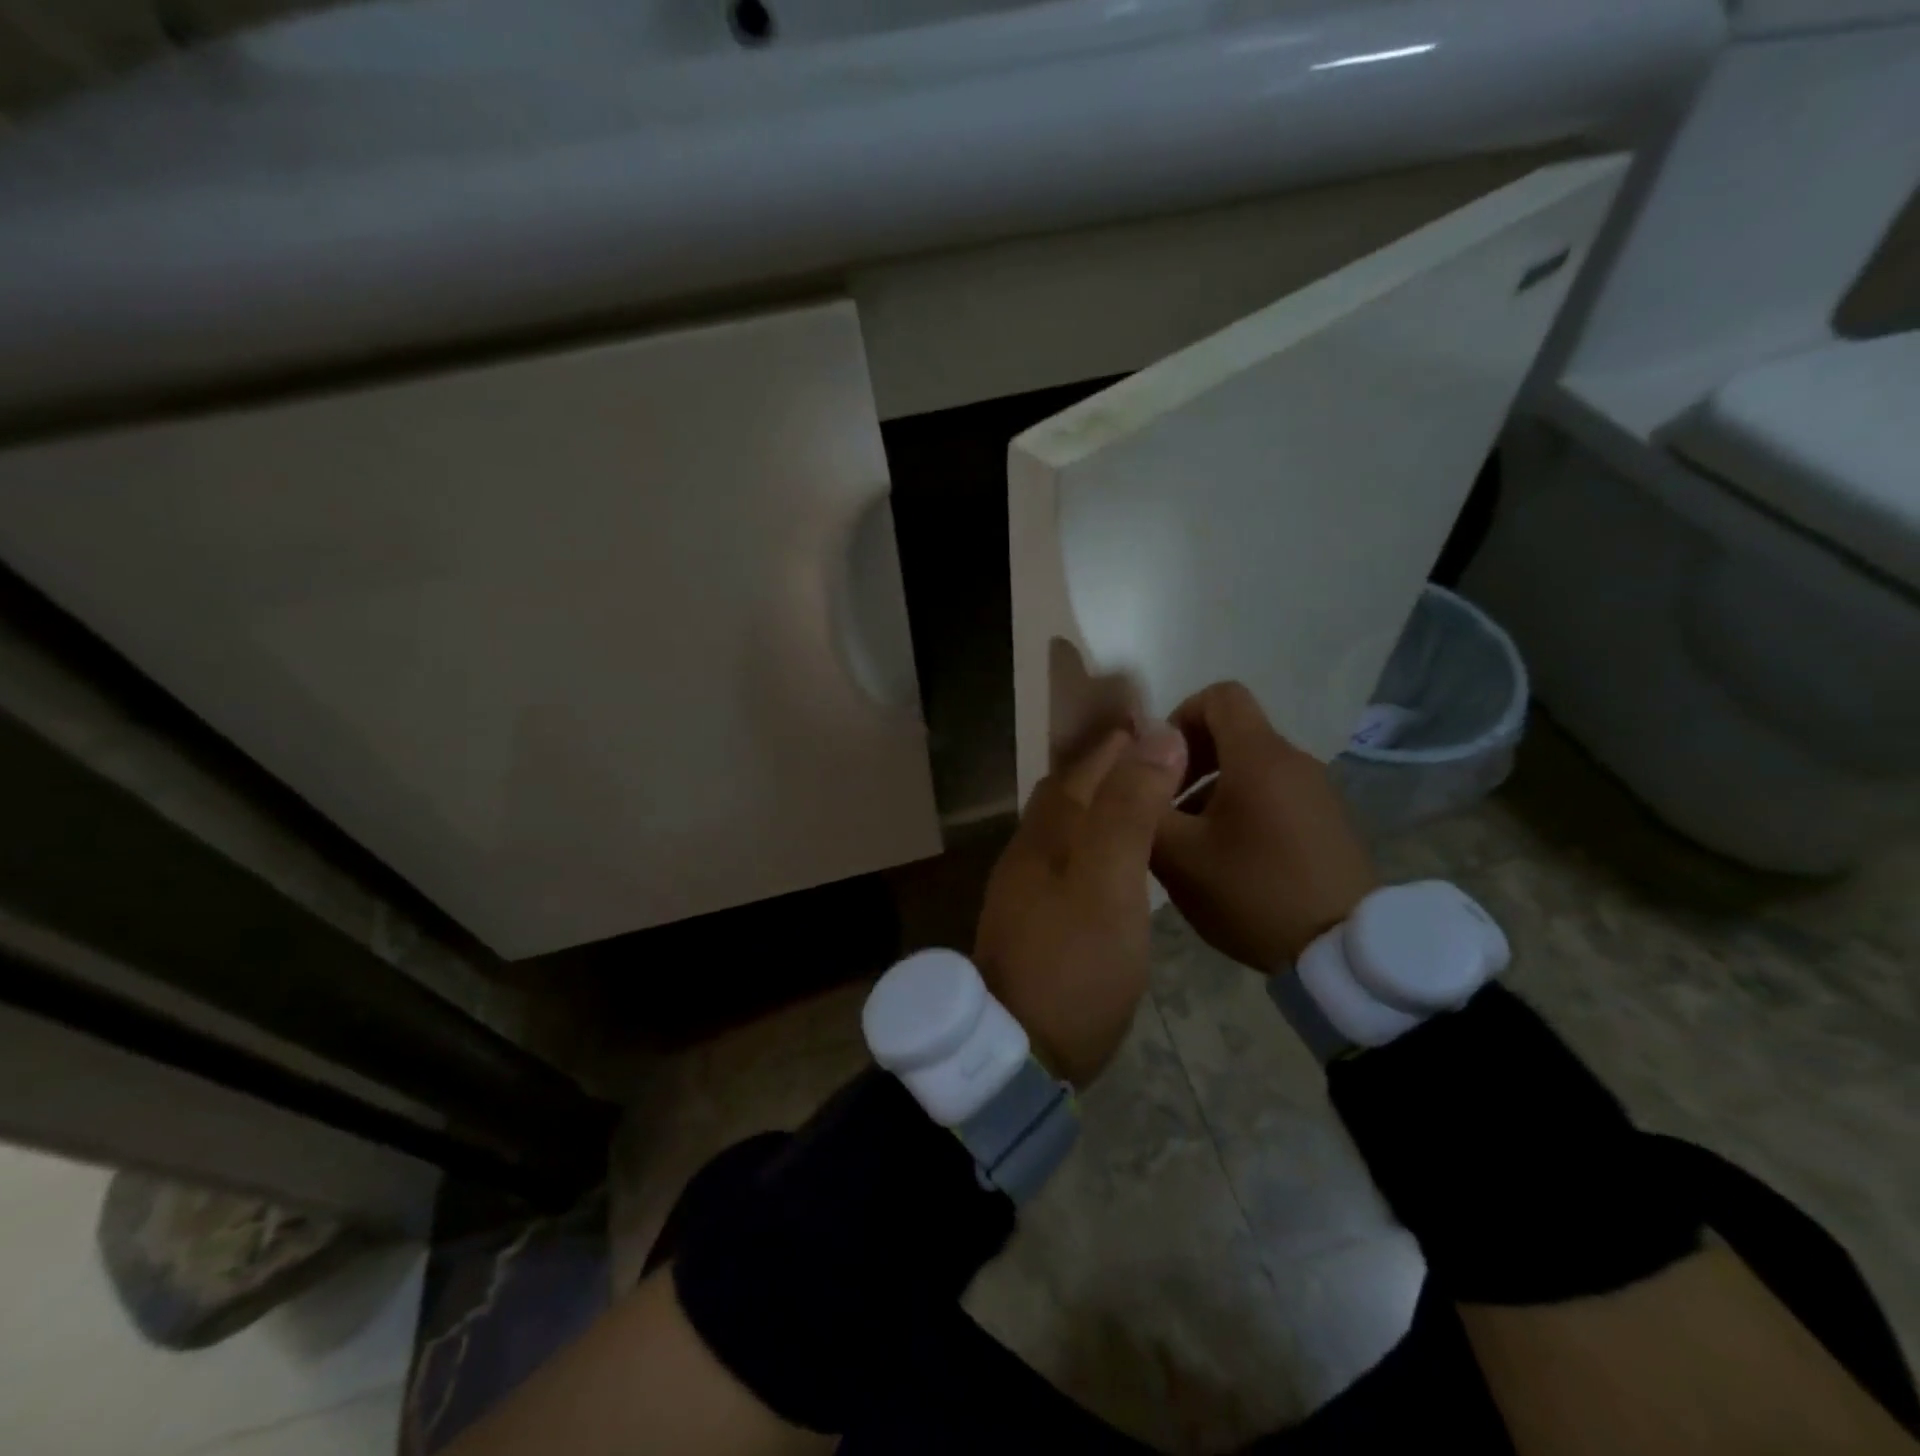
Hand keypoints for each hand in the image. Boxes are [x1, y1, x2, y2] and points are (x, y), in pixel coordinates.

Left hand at [973, 726, 1187, 1086]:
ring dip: (1103, 803)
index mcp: (1047, 832)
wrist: (1022, 1048)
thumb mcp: (1109, 881)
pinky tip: (1121, 858)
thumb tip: (1155, 736)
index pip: (1083, 766)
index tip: (1158, 721)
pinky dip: (1097, 841)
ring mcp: (1030, 886)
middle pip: (1070, 790)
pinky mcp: (1039, 918)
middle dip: (1109, 765)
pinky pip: (1070, 858)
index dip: (1118, 740)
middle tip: (1161, 757)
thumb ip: (1129, 809)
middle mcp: (1031, 849)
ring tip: (1149, 800)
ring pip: (1068, 825)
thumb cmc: (1073, 961)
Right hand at [1151, 681, 1377, 972]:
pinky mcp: (1326, 819)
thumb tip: (1132, 766)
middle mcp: (1293, 760)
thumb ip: (1145, 804)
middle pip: (1233, 731)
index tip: (1160, 764)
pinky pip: (1273, 792)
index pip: (1220, 695)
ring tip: (1190, 840)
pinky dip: (1241, 807)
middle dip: (1189, 759)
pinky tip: (1227, 857)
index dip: (1180, 716)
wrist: (1343, 952)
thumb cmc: (1253, 892)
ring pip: (1250, 765)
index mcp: (1259, 757)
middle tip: (1165, 806)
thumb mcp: (1178, 856)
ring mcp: (1316, 790)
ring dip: (1211, 788)